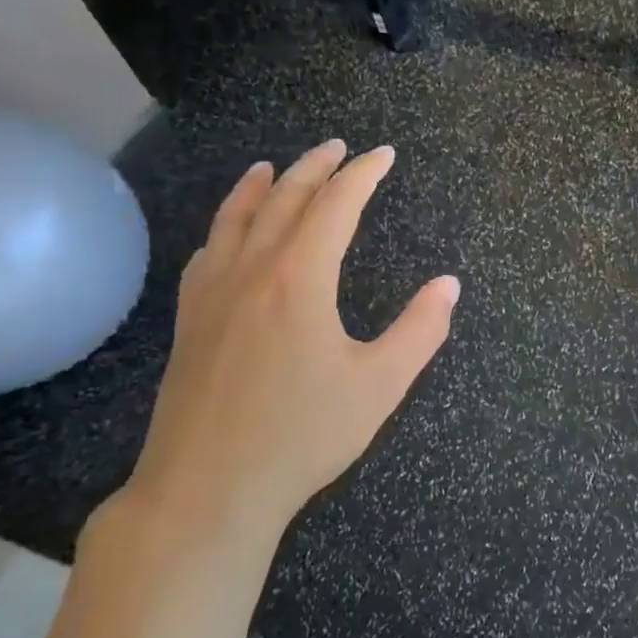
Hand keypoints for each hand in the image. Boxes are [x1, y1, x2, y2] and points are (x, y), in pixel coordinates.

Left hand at [125, 141, 458, 532]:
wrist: (208, 489)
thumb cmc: (303, 435)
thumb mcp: (380, 385)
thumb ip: (420, 330)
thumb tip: (449, 284)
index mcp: (299, 279)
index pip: (335, 206)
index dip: (362, 175)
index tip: (383, 155)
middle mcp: (251, 272)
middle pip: (283, 200)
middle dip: (315, 168)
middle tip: (339, 148)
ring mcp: (211, 295)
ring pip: (234, 220)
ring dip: (259, 187)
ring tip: (272, 166)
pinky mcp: (189, 322)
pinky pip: (207, 254)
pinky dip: (224, 228)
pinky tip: (227, 234)